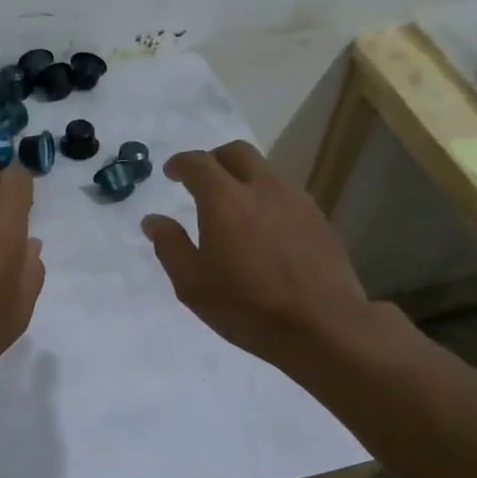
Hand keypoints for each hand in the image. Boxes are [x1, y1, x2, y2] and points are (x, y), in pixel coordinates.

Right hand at [141, 141, 377, 368]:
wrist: (323, 325)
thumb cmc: (247, 306)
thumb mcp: (192, 284)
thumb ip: (170, 246)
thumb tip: (153, 220)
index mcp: (224, 199)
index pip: (198, 163)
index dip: (181, 163)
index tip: (170, 173)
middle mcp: (262, 187)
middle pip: (236, 152)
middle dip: (214, 159)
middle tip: (202, 180)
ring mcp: (296, 199)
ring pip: (265, 170)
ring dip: (243, 177)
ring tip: (233, 205)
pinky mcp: (318, 217)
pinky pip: (285, 192)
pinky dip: (266, 197)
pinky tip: (263, 226)